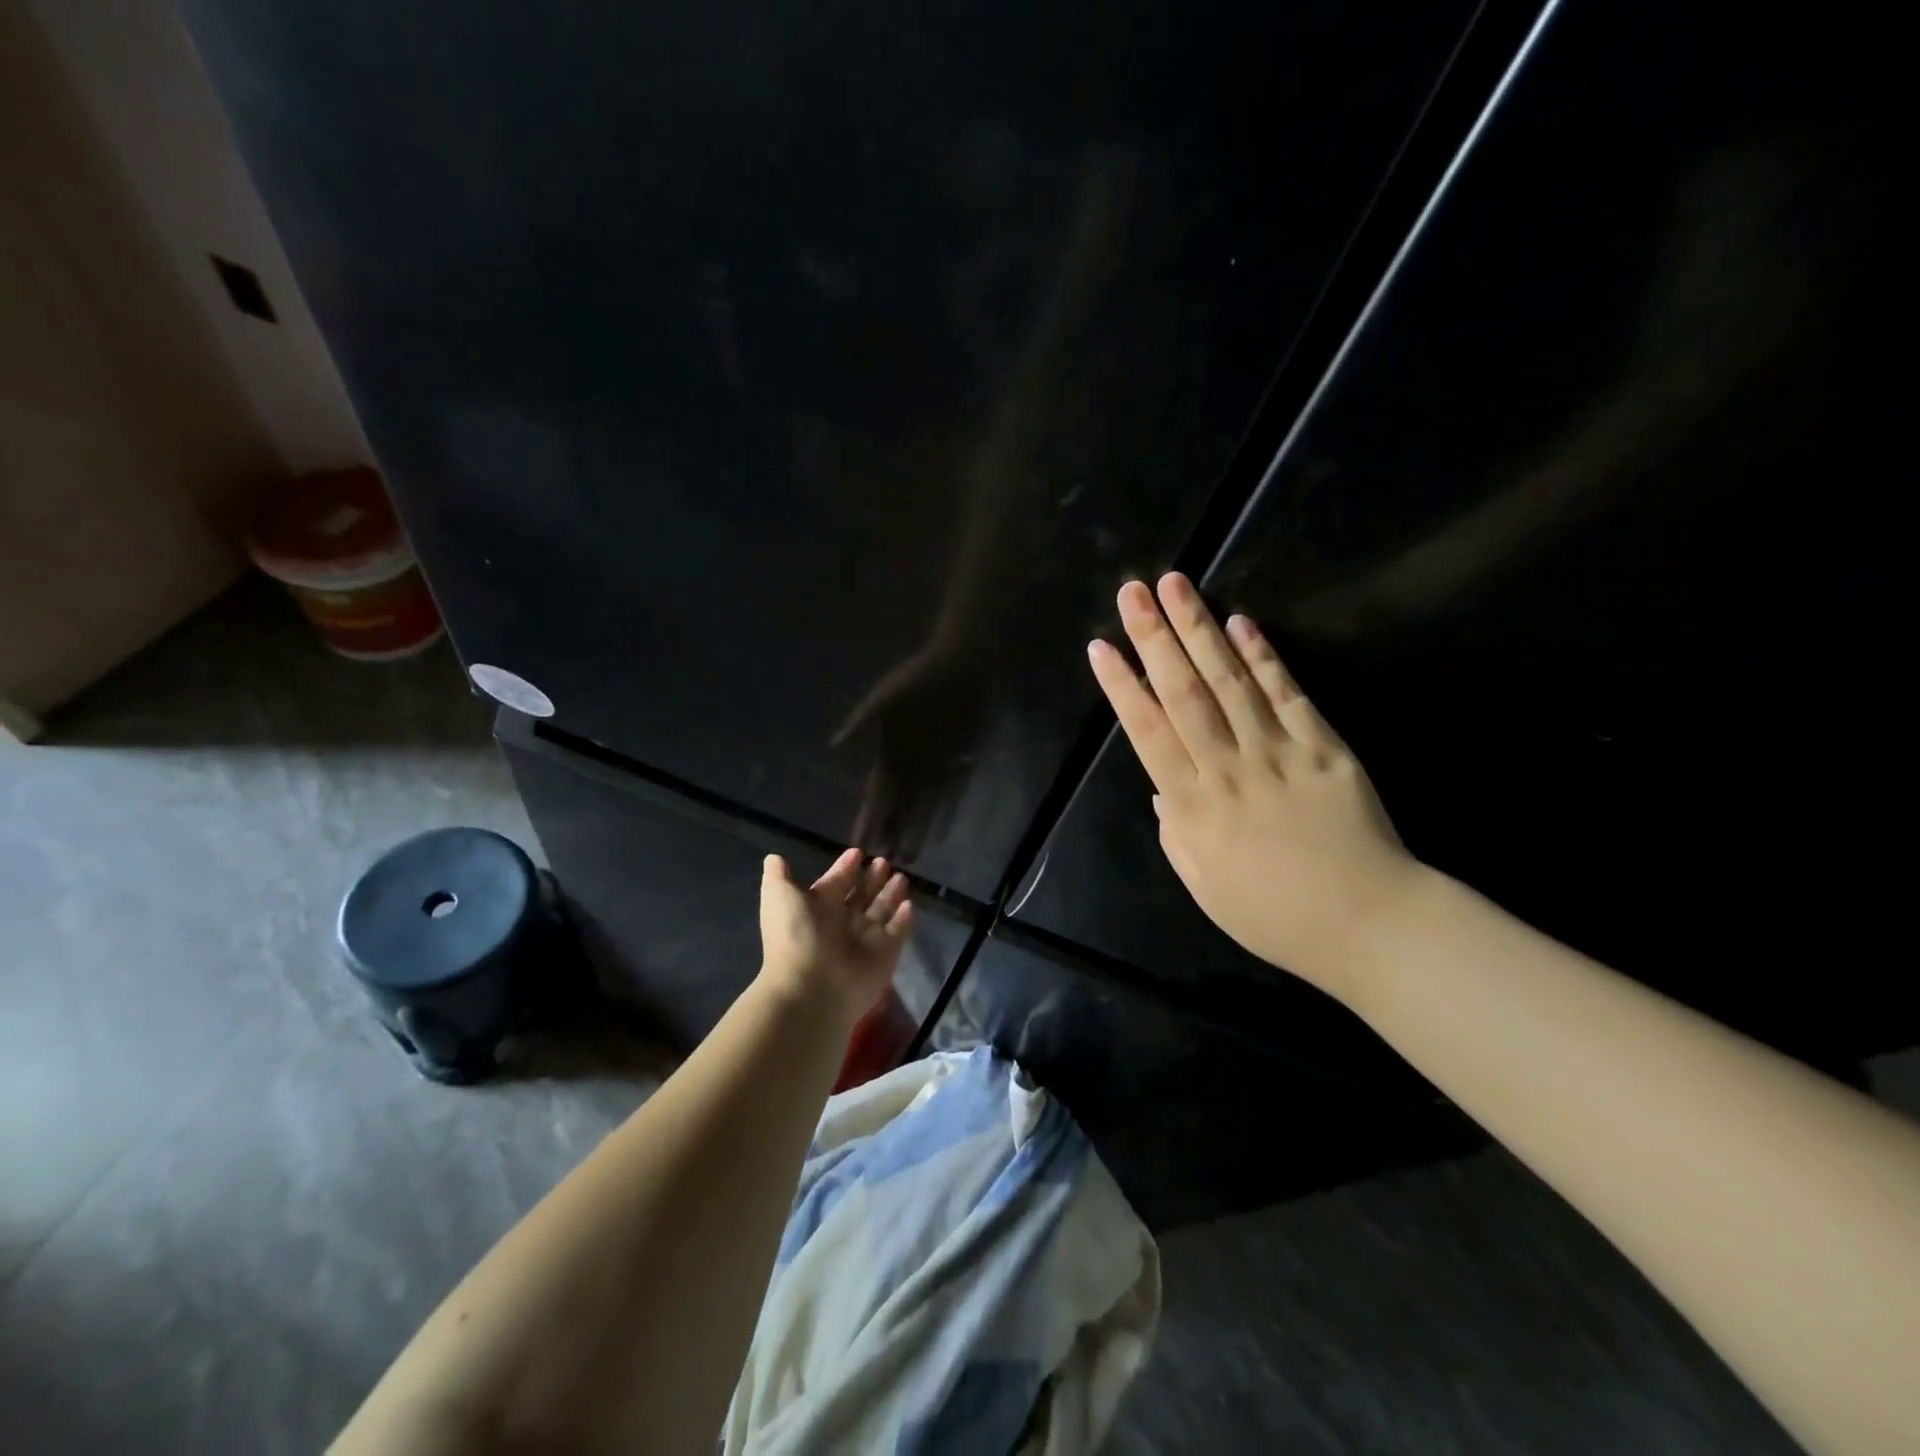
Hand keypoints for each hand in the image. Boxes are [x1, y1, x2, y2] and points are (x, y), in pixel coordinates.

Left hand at [757, 848, 913, 1023]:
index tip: (857, 852)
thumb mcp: (779, 897)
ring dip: (890, 894)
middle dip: (872, 879)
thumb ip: (778, 876)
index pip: (835, 883)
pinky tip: (909, 903)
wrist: (812, 988)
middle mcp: (841, 924)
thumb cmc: (796, 936)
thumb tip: (773, 857)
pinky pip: (898, 933)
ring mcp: (864, 941)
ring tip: (901, 877)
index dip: (845, 868)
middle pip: (860, 896)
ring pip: (881, 911)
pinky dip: (904, 919)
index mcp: (817, 909)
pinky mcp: (885, 955)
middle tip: (884, 862)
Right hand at [832, 639, 983, 861]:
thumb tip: (833, 747)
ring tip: (907, 860)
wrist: (964, 665)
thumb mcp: (886, 697)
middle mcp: (910, 764)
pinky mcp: (960, 763)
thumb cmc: (921, 678)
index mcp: (889, 751)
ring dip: (915, 831)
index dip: (868, 818)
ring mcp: (936, 766)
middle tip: (881, 865)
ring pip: (923, 808)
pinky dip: (945, 815)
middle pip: (898, 807)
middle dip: (889, 833)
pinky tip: (938, 836)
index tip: (858, 843)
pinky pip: (952, 796)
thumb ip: (863, 723)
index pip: (876, 793)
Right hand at [1086, 573, 1417, 1002]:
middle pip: (1184, 692)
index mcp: (1194, 807)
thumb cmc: (1274, 914)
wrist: (1368, 923)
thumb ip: (1176, 834)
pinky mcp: (1325, 746)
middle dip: (1155, 638)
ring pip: (1231, 681)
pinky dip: (1265, 656)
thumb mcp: (1204, 887)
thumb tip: (1161, 790)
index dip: (1122, 686)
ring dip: (1200, 630)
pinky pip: (1288, 694)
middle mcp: (1229, 768)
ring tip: (1176, 586)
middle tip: (1132, 593)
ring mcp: (1279, 752)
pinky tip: (1242, 623)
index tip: (1102, 647)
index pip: (1148, 733)